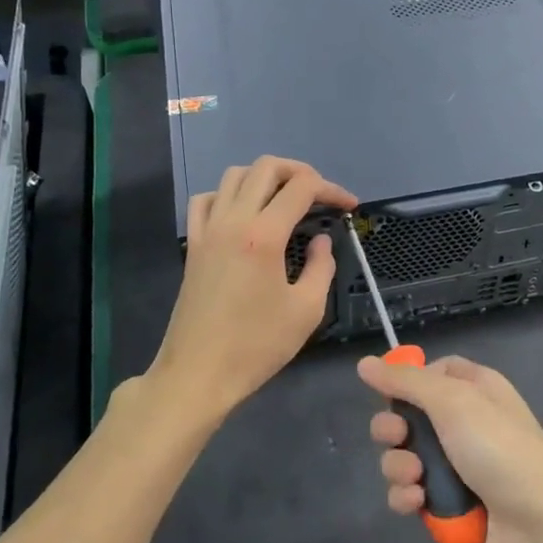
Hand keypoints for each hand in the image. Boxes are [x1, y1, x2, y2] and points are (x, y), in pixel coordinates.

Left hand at [152, 156, 356, 420]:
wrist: (198, 375)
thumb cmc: (256, 346)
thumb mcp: (306, 310)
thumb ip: (322, 267)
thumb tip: (320, 240)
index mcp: (264, 235)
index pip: (302, 188)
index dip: (332, 190)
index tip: (349, 207)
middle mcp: (233, 221)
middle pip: (266, 167)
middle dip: (300, 172)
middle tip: (321, 195)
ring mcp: (208, 230)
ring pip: (234, 175)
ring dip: (265, 177)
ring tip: (285, 199)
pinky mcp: (193, 245)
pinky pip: (206, 200)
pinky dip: (228, 194)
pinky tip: (243, 212)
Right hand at [359, 355, 542, 542]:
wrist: (538, 530)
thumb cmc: (499, 450)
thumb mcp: (454, 401)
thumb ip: (406, 381)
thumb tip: (364, 362)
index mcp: (477, 389)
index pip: (434, 372)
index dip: (408, 380)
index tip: (390, 393)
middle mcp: (467, 423)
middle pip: (411, 415)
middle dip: (393, 428)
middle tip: (395, 438)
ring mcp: (459, 467)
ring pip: (406, 456)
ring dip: (399, 466)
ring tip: (413, 478)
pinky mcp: (451, 506)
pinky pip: (413, 493)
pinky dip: (407, 497)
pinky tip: (417, 504)